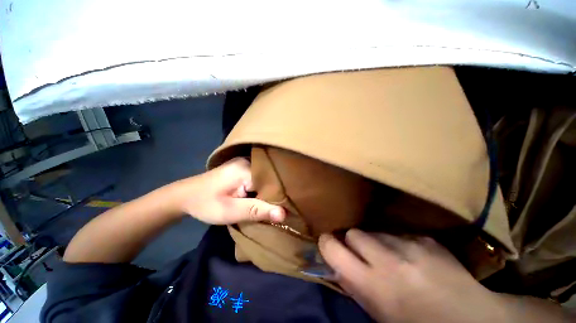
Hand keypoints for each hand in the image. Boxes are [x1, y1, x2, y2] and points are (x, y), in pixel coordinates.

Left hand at [173, 158, 284, 224]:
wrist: (185, 196)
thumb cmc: (206, 204)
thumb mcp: (231, 211)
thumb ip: (257, 211)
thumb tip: (283, 214)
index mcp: (246, 168)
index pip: (272, 181)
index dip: (280, 195)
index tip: (288, 207)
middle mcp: (248, 160)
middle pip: (269, 178)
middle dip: (275, 192)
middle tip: (284, 206)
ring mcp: (245, 162)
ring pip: (264, 177)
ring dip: (269, 190)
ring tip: (278, 201)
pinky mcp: (242, 167)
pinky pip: (258, 176)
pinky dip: (262, 186)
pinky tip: (265, 194)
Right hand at [318, 229, 505, 322]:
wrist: (474, 320)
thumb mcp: (380, 315)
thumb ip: (356, 287)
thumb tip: (338, 266)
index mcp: (374, 285)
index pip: (334, 249)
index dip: (327, 243)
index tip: (327, 243)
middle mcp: (389, 260)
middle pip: (354, 233)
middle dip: (353, 241)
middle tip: (362, 253)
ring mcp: (411, 246)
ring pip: (376, 231)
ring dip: (376, 242)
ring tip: (391, 257)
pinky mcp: (427, 239)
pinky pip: (400, 234)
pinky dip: (399, 243)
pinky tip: (413, 257)